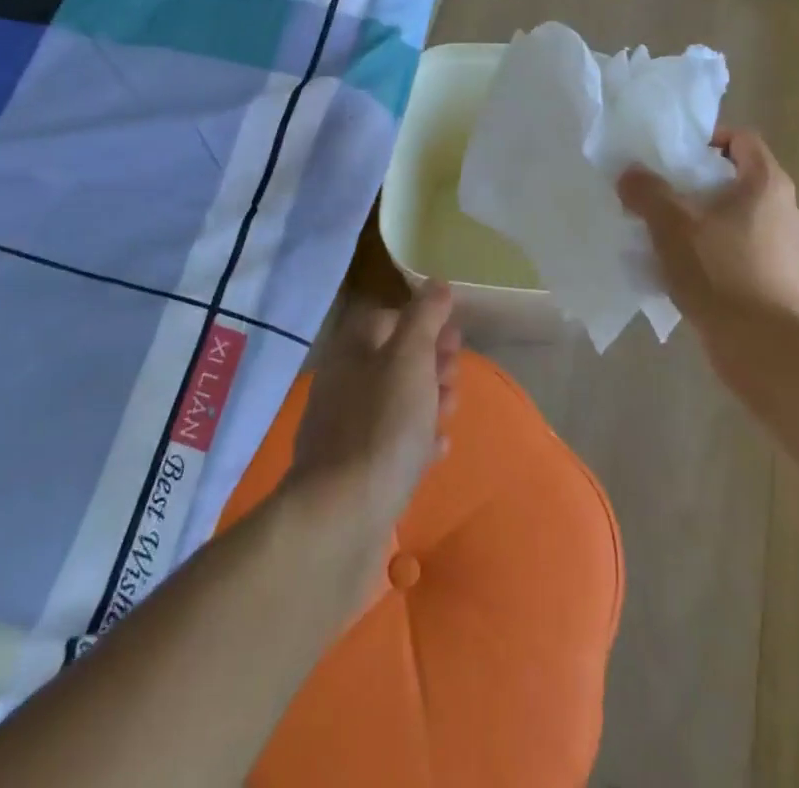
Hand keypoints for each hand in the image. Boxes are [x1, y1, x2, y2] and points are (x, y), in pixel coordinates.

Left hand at [285, 283, 460, 544]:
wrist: (342, 515)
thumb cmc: (382, 424)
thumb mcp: (410, 357)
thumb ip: (424, 317)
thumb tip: (437, 283)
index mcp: (352, 350)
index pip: (386, 319)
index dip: (422, 322)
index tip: (454, 337)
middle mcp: (343, 383)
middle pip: (392, 361)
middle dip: (429, 363)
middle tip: (456, 376)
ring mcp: (345, 429)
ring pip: (394, 403)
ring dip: (426, 400)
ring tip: (451, 410)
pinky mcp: (353, 472)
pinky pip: (390, 444)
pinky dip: (416, 439)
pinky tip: (437, 448)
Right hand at [617, 129, 798, 344]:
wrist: (762, 344)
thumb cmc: (719, 271)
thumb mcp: (671, 224)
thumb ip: (646, 191)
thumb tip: (630, 173)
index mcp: (766, 183)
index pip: (740, 139)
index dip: (705, 140)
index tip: (672, 158)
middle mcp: (783, 207)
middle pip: (734, 177)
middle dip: (694, 183)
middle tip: (659, 193)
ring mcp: (783, 244)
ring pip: (733, 215)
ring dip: (699, 218)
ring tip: (664, 232)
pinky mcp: (776, 276)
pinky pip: (737, 247)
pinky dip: (710, 249)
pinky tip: (681, 266)